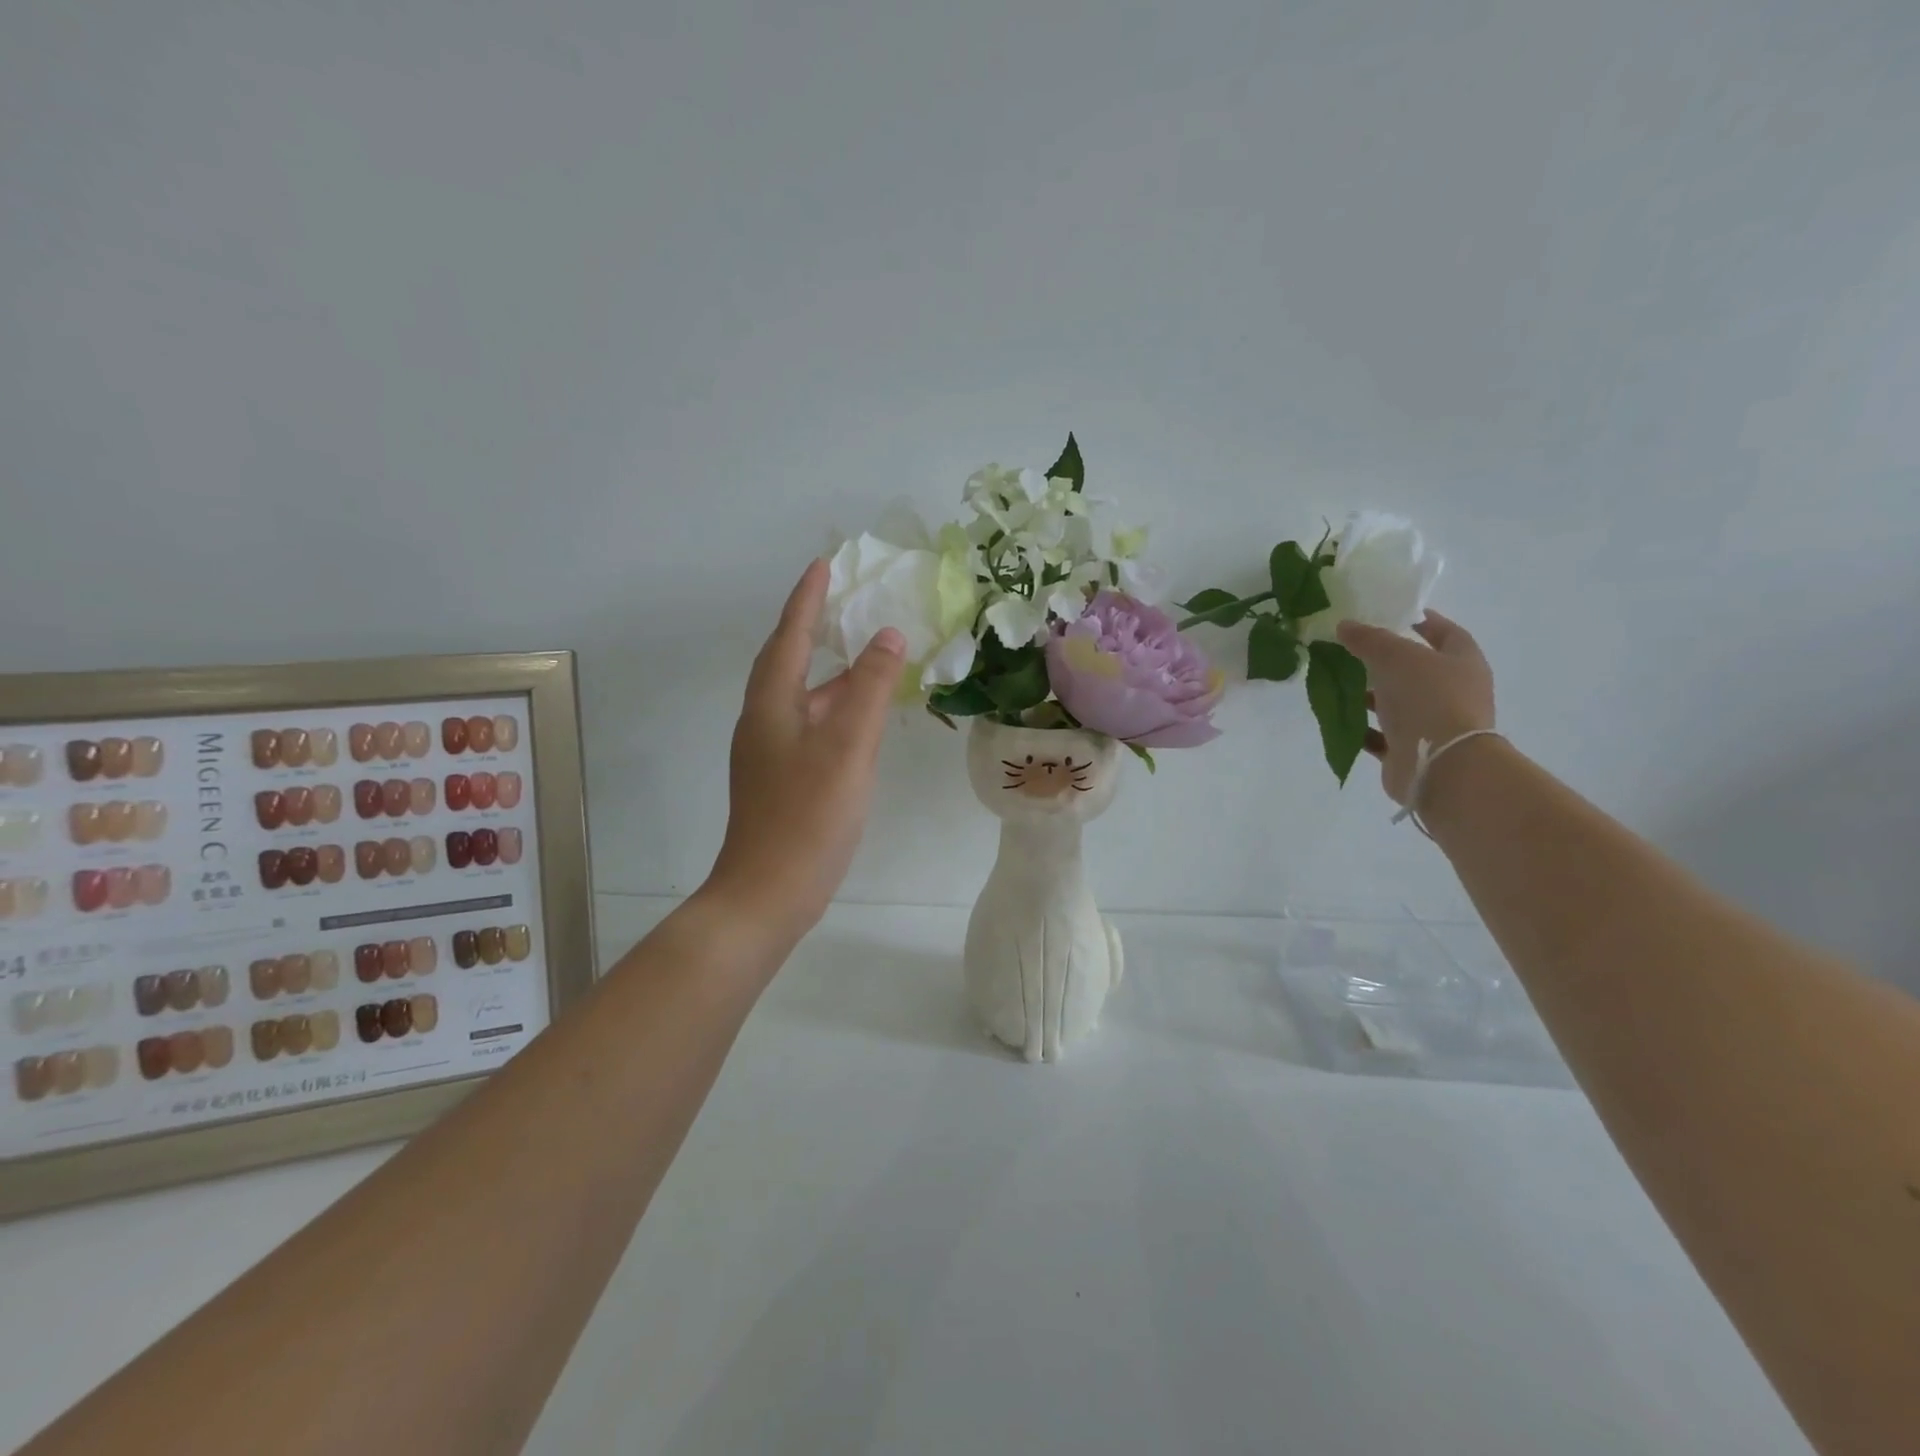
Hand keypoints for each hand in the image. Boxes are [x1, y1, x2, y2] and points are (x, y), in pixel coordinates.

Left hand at [704, 559, 905, 941]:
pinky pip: (811, 726)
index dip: (807, 599)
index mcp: (770, 704)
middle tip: (845, 603)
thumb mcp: (847, 746)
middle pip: (789, 662)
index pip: (790, 636)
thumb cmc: (807, 815)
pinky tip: (862, 720)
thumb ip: (870, 689)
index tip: (823, 564)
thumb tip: (888, 636)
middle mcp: (764, 721)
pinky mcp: (782, 780)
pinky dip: (836, 710)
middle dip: (815, 629)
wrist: (768, 893)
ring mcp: (770, 754)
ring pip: (803, 698)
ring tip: (868, 656)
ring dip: (831, 674)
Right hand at [1336, 611, 1495, 805]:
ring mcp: (1432, 724)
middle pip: (1417, 670)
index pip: (1446, 633)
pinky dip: (1361, 728)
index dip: (1422, 622)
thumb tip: (1345, 625)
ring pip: (1397, 703)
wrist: (1440, 765)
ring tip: (1338, 683)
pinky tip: (1339, 718)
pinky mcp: (1409, 751)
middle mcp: (1452, 692)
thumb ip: (1369, 639)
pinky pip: (1380, 735)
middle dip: (1386, 661)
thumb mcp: (1396, 657)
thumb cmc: (1429, 699)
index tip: (1393, 614)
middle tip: (1352, 649)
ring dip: (1370, 695)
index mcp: (1462, 663)